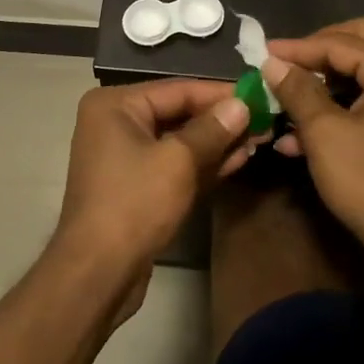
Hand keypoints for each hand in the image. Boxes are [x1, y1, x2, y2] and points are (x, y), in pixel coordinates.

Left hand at [55, 81, 252, 313]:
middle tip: (265, 119)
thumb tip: (242, 105)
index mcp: (115, 105)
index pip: (178, 89)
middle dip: (222, 120)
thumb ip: (212, 129)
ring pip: (179, 141)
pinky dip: (203, 164)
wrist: (97, 273)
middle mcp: (116, 123)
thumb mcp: (178, 161)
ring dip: (218, 142)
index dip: (220, 93)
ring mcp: (125, 156)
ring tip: (260, 139)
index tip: (259, 94)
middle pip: (178, 113)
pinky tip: (239, 160)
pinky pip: (174, 164)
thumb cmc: (134, 204)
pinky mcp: (136, 186)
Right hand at [262, 19, 363, 265]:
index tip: (262, 53)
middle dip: (317, 53)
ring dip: (324, 84)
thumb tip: (272, 62)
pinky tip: (300, 136)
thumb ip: (298, 90)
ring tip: (285, 102)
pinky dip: (339, 107)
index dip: (297, 48)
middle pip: (359, 42)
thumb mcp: (324, 133)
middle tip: (284, 64)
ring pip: (363, 72)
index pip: (340, 43)